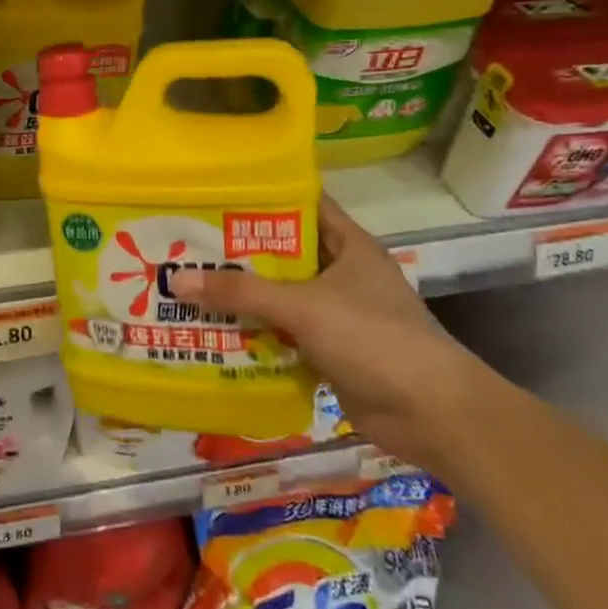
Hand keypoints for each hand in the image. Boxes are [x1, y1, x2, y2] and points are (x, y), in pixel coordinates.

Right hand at [170, 195, 487, 470]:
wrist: (431, 415)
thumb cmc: (374, 339)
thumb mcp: (303, 306)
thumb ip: (241, 292)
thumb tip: (177, 280)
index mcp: (349, 246)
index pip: (303, 205)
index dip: (262, 196)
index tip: (214, 193)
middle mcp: (342, 274)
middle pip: (282, 253)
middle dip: (237, 250)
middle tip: (185, 241)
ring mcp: (335, 314)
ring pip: (278, 295)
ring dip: (241, 295)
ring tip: (187, 282)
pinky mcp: (327, 350)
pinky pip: (281, 333)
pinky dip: (252, 332)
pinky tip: (211, 329)